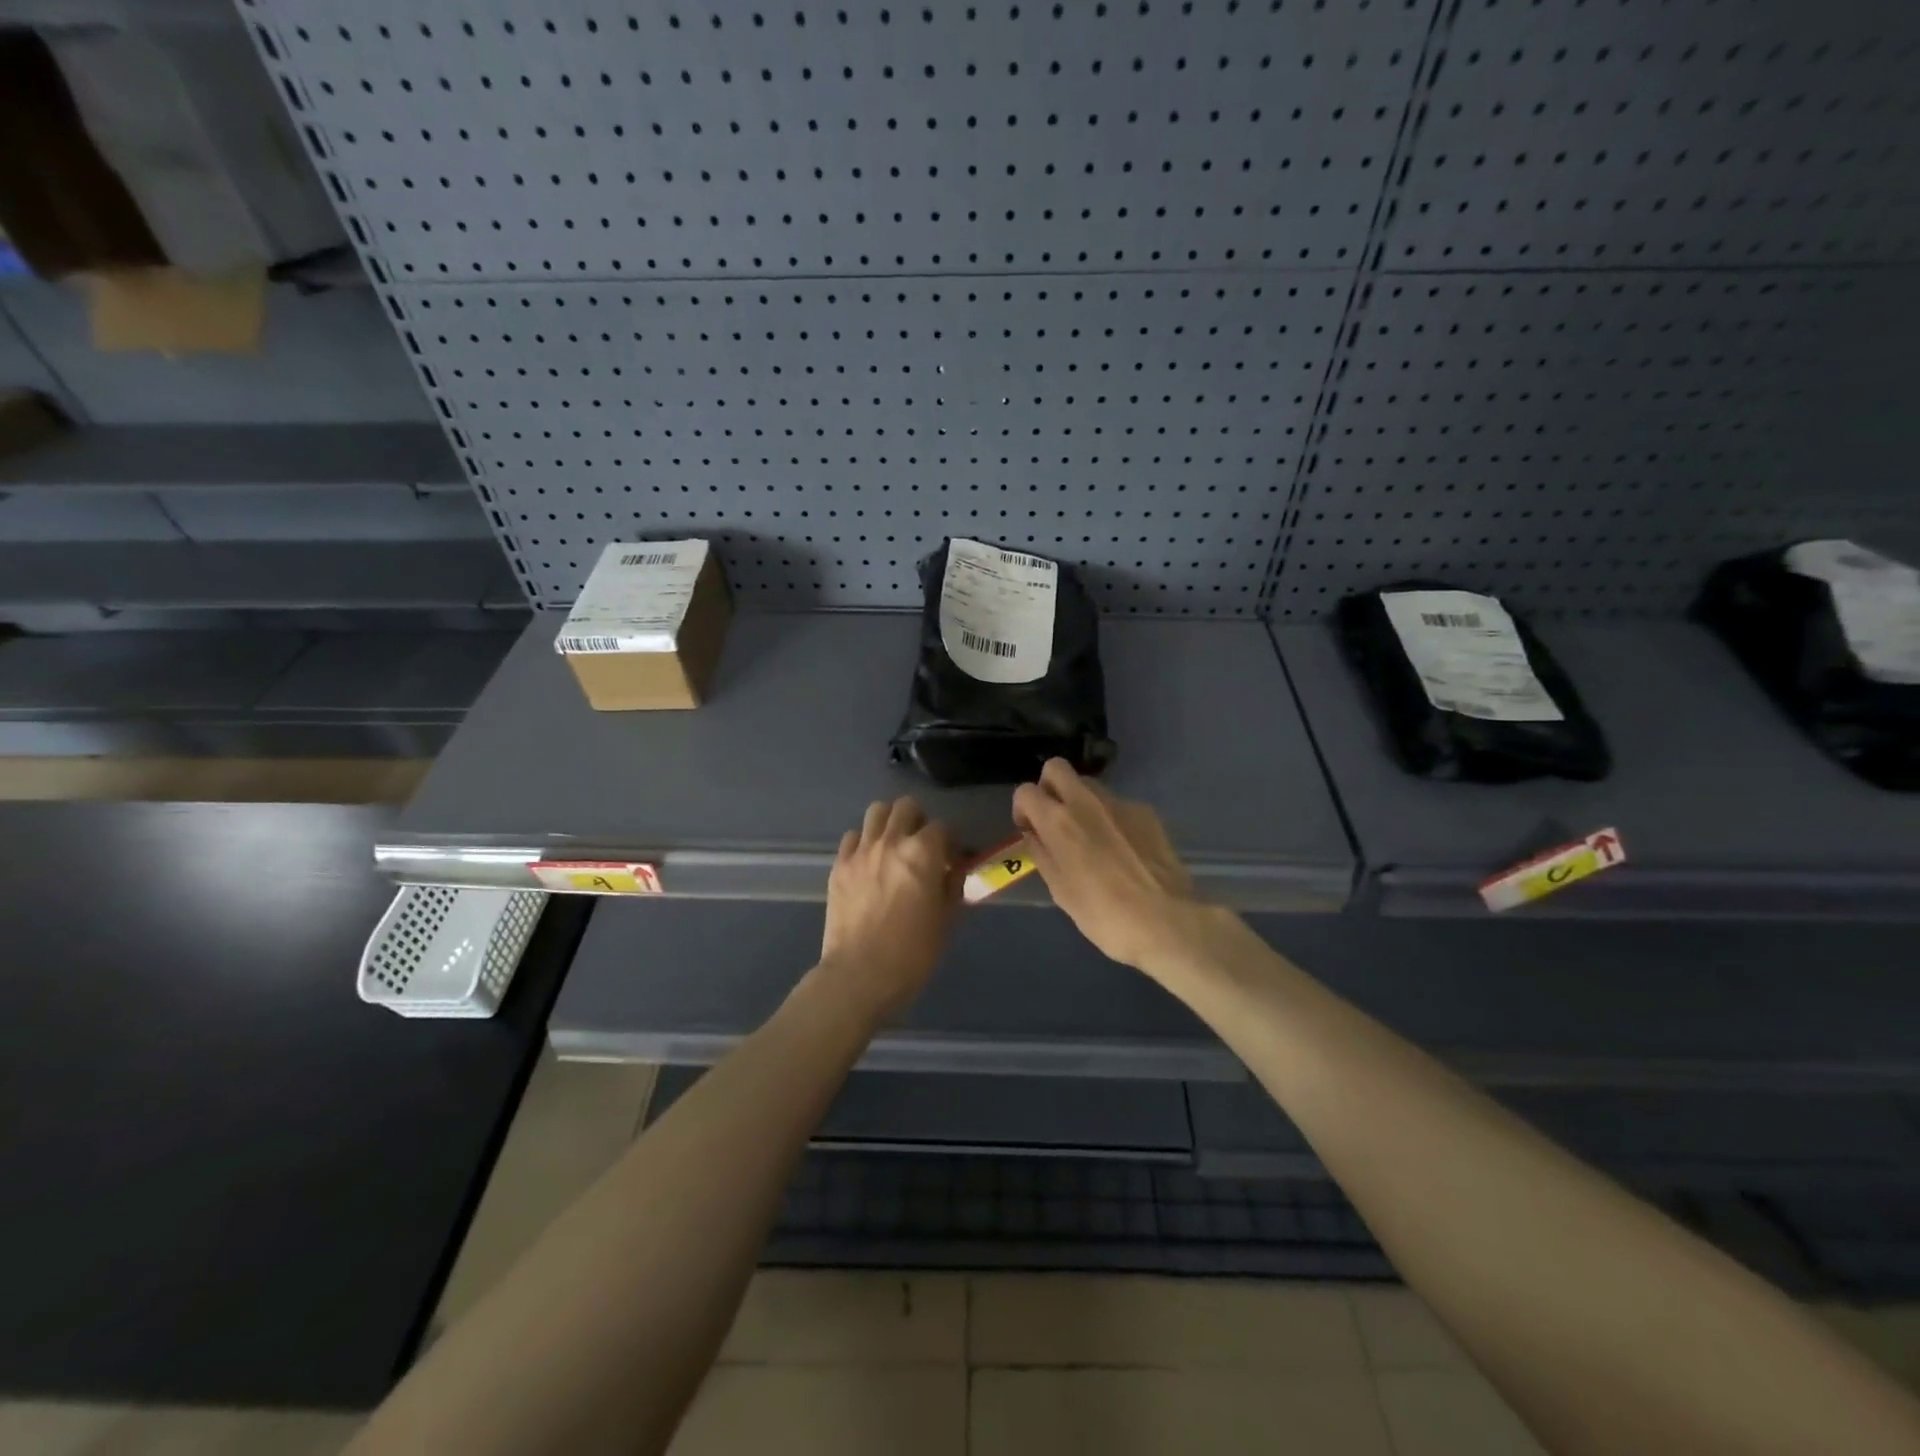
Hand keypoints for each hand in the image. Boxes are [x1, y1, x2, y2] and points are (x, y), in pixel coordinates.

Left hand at [816, 797, 957, 1019]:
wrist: (860, 974)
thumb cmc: (913, 952)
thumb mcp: (946, 920)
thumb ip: (952, 886)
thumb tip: (953, 871)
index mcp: (923, 853)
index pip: (942, 828)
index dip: (949, 842)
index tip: (950, 861)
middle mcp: (891, 841)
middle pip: (906, 807)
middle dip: (918, 820)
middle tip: (921, 845)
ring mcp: (860, 851)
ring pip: (876, 812)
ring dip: (889, 822)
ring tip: (893, 845)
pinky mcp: (839, 865)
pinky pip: (851, 837)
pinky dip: (862, 842)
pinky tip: (868, 862)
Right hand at [1012, 759, 1205, 975]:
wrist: (1167, 921)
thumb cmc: (1105, 915)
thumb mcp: (1061, 891)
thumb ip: (1043, 855)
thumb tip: (1034, 835)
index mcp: (1059, 821)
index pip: (1025, 791)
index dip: (1022, 808)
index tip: (1030, 830)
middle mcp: (1086, 801)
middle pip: (1057, 768)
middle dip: (1049, 787)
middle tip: (1054, 819)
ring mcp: (1120, 803)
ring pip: (1089, 785)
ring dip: (1080, 802)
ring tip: (1091, 837)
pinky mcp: (1146, 812)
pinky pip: (1118, 805)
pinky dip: (1111, 818)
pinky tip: (1123, 849)